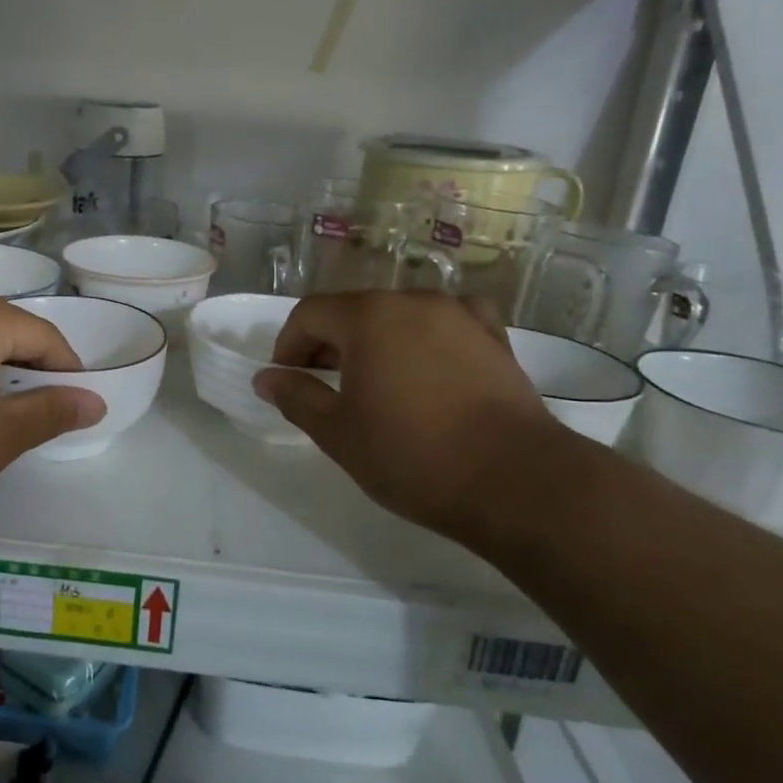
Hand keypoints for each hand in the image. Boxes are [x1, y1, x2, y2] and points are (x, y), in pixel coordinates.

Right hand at [252, 291, 556, 539]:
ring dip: (376, 341)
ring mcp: (459, 316)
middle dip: (329, 344)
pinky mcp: (495, 338)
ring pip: (399, 316)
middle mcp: (412, 301)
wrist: (516, 481)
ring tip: (376, 383)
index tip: (287, 380)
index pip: (309, 314)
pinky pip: (448, 323)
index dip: (288, 345)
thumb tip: (267, 378)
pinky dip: (427, 337)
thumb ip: (296, 397)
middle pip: (354, 310)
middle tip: (324, 387)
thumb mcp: (337, 432)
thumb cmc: (412, 455)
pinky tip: (430, 363)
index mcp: (368, 317)